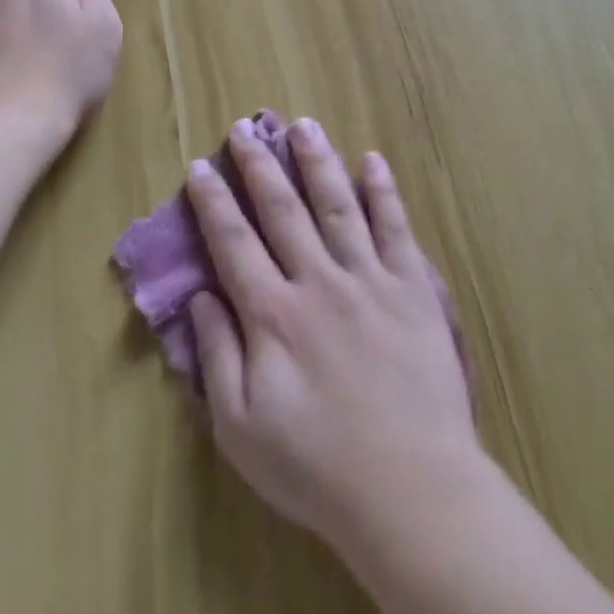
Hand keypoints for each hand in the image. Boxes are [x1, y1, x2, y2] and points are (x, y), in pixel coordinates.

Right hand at [186, 117, 479, 552]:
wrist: (411, 488)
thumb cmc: (316, 466)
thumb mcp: (241, 428)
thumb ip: (217, 356)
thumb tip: (199, 297)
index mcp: (273, 315)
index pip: (233, 243)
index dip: (213, 202)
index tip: (201, 167)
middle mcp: (318, 282)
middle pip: (283, 210)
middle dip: (260, 166)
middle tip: (245, 128)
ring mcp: (370, 280)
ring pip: (338, 205)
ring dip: (318, 161)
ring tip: (303, 125)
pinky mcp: (414, 289)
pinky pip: (396, 228)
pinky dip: (384, 192)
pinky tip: (373, 161)